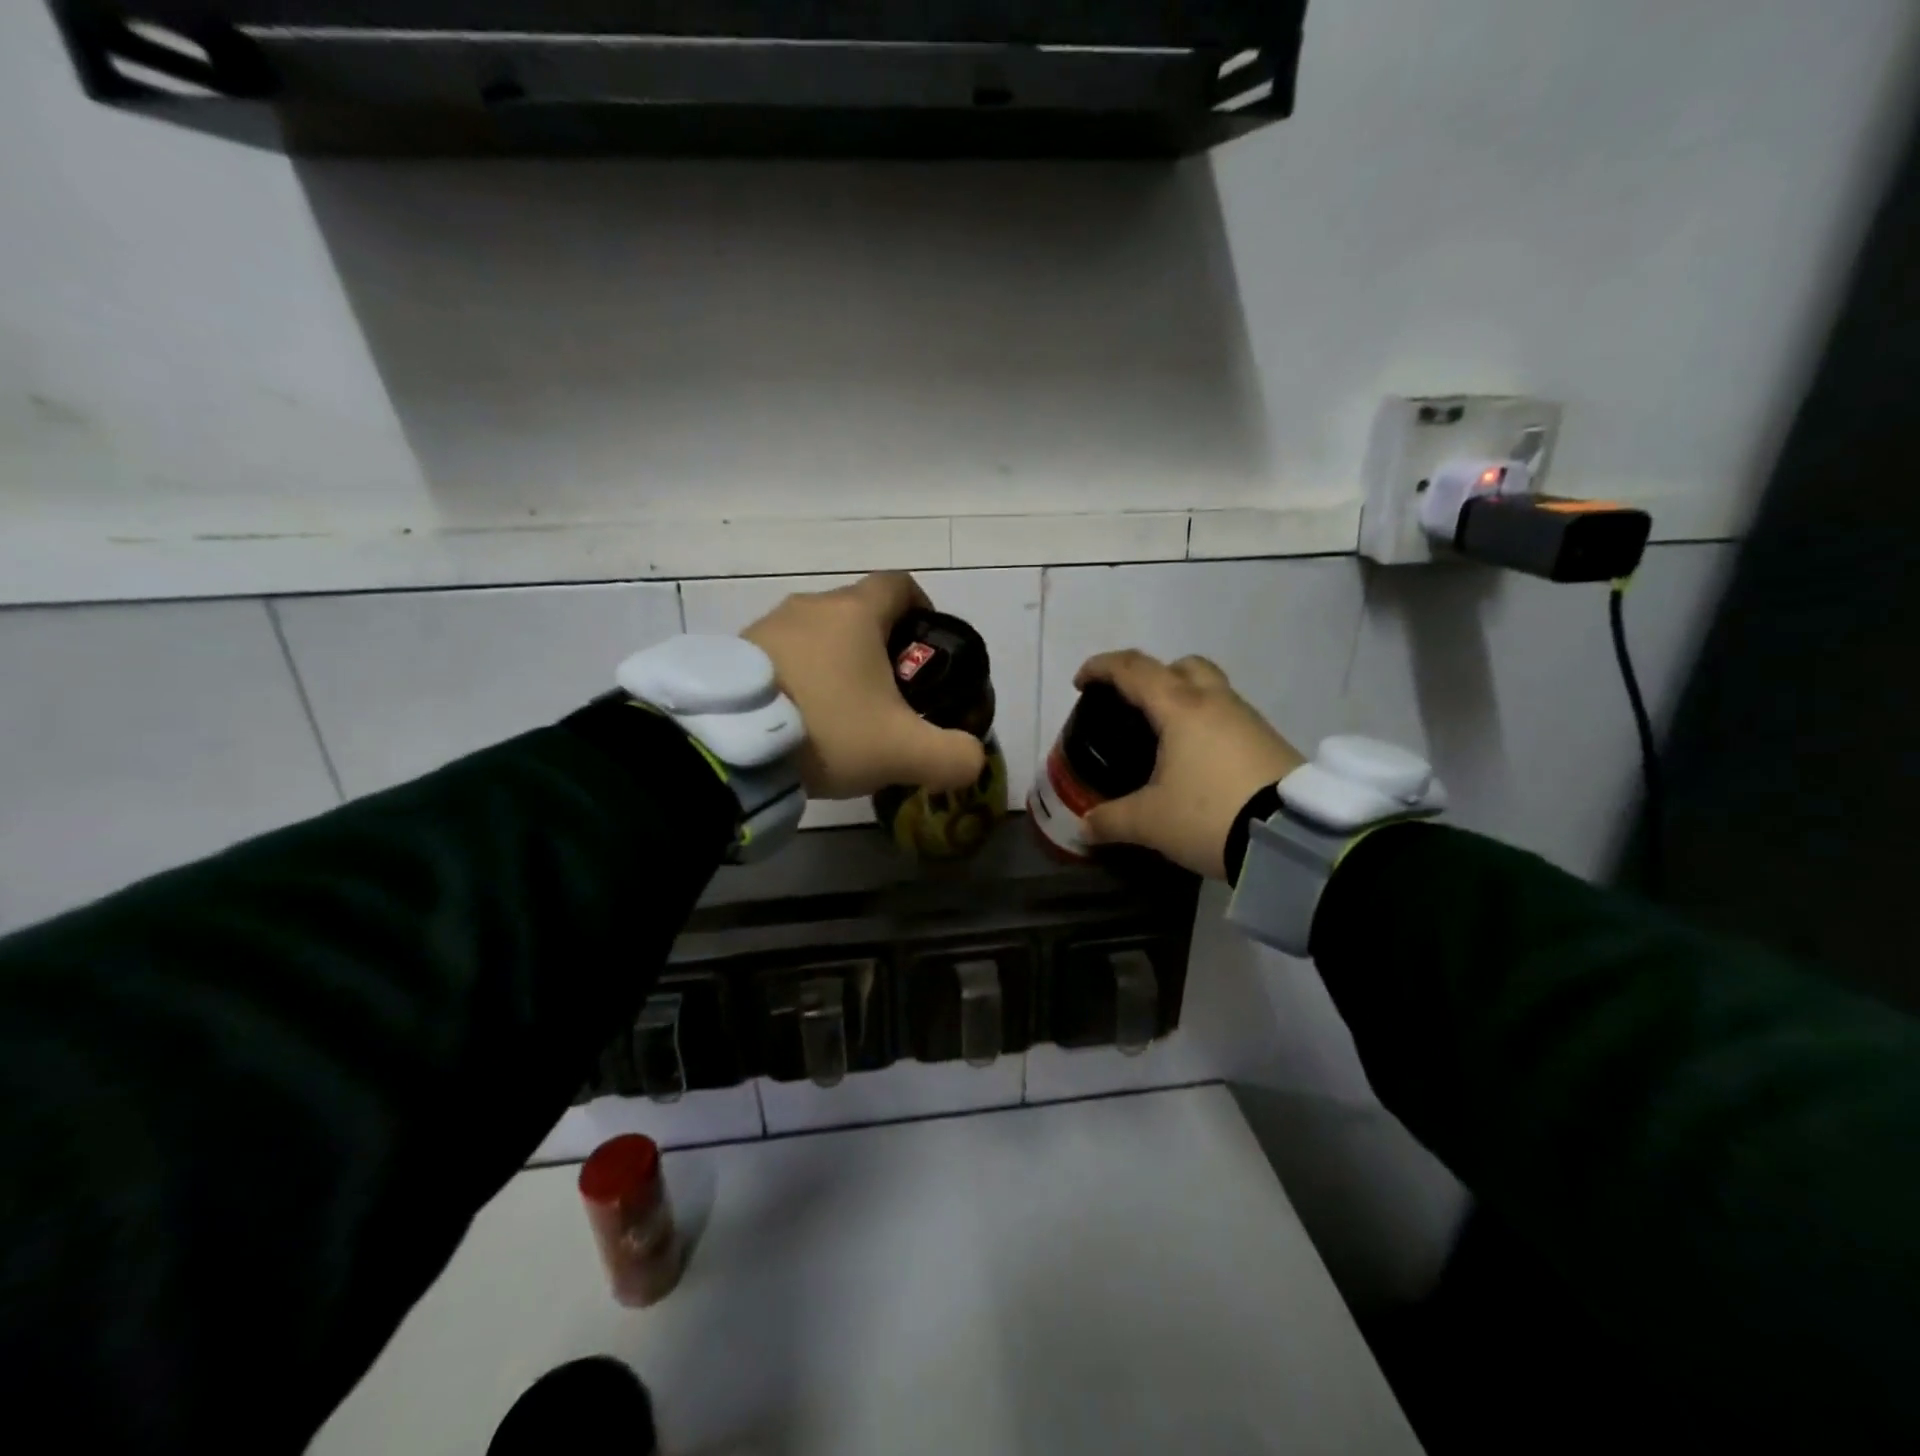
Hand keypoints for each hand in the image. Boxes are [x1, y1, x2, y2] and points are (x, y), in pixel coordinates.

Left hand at [744, 573, 986, 800]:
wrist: (728, 745)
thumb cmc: (829, 729)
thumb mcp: (904, 752)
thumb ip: (953, 756)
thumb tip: (972, 760)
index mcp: (855, 613)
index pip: (900, 585)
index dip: (922, 609)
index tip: (926, 648)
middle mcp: (810, 607)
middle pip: (858, 613)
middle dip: (880, 647)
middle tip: (889, 696)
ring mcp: (766, 626)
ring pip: (818, 635)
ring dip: (835, 664)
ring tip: (840, 714)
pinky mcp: (735, 653)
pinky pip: (781, 655)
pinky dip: (799, 677)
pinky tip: (798, 720)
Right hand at [1074, 651, 1305, 878]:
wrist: (1294, 838)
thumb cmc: (1210, 814)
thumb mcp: (1150, 822)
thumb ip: (1111, 820)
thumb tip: (1084, 827)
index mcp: (1181, 709)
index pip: (1134, 669)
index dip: (1102, 668)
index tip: (1081, 682)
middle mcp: (1216, 703)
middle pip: (1182, 666)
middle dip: (1154, 676)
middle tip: (1135, 705)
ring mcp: (1249, 720)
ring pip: (1211, 690)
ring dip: (1184, 700)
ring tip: (1166, 740)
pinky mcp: (1270, 742)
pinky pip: (1229, 718)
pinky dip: (1207, 726)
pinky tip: (1200, 763)